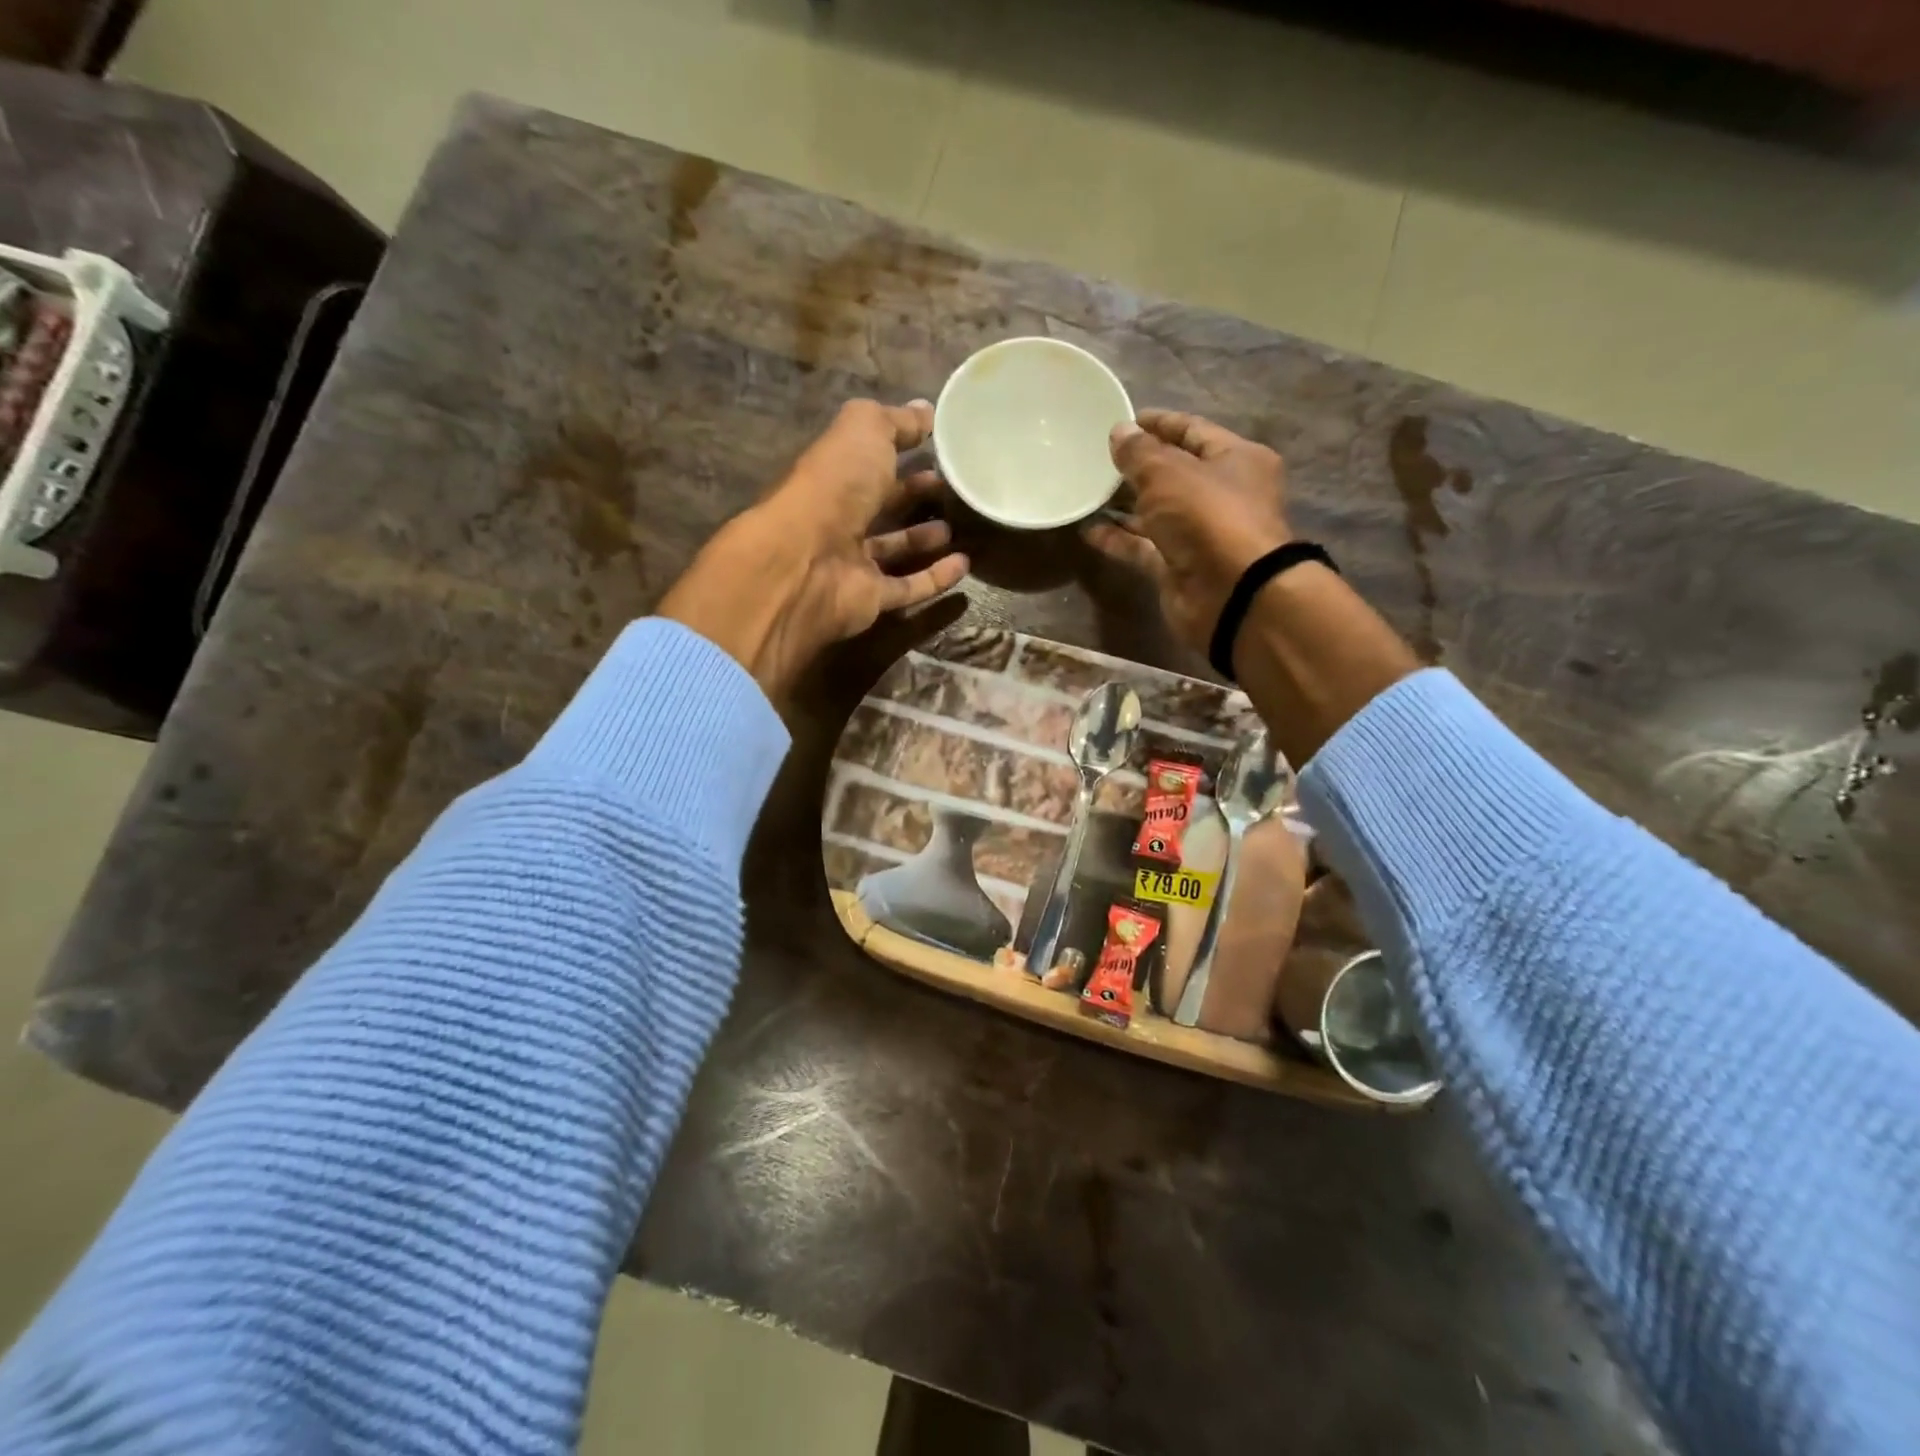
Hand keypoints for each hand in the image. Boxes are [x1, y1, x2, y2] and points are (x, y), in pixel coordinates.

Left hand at [660, 399, 968, 701]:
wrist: (808, 561)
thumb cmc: (835, 486)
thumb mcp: (864, 431)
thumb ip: (896, 421)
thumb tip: (926, 411)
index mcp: (833, 473)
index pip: (867, 458)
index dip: (898, 448)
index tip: (936, 444)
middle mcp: (839, 518)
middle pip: (880, 504)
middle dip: (912, 493)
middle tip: (951, 486)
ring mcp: (853, 563)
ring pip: (893, 549)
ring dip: (922, 538)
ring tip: (957, 526)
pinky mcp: (870, 599)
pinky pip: (907, 588)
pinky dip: (935, 579)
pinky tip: (963, 566)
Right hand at [1082, 410, 1291, 654]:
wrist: (1230, 594)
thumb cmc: (1208, 517)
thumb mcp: (1168, 473)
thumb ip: (1139, 453)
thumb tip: (1119, 431)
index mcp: (1236, 459)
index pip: (1194, 431)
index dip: (1160, 424)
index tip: (1124, 420)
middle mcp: (1222, 494)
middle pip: (1174, 473)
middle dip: (1139, 466)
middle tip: (1099, 457)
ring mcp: (1199, 534)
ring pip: (1157, 512)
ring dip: (1125, 504)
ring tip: (1087, 490)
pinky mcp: (1177, 566)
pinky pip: (1143, 547)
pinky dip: (1119, 539)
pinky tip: (1087, 530)